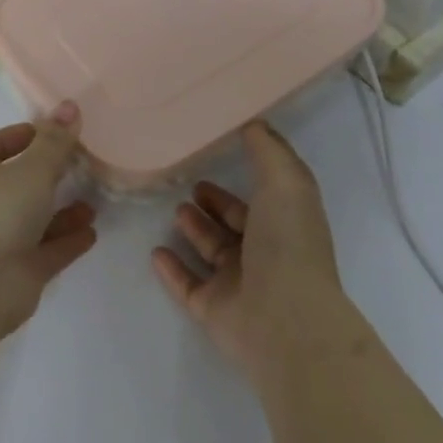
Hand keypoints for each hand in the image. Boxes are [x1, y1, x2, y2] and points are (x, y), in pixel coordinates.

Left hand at [0, 101, 97, 336]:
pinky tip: (92, 232)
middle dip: (48, 172)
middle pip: (19, 179)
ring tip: (94, 200)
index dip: (23, 135)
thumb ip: (55, 141)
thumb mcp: (33, 168)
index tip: (55, 131)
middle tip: (84, 163)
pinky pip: (48, 249)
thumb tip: (69, 106)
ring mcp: (2, 237)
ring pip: (36, 217)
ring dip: (63, 209)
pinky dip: (68, 240)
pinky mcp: (19, 269)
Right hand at [152, 121, 358, 379]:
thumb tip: (253, 122)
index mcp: (285, 223)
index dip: (246, 176)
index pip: (265, 196)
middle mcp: (265, 253)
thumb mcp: (284, 181)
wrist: (283, 320)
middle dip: (215, 204)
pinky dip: (172, 269)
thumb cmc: (287, 244)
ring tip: (174, 211)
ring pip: (212, 252)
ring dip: (194, 231)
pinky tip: (155, 252)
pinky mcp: (213, 309)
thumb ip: (266, 149)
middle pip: (236, 224)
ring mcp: (239, 284)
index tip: (219, 153)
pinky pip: (187, 285)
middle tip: (189, 186)